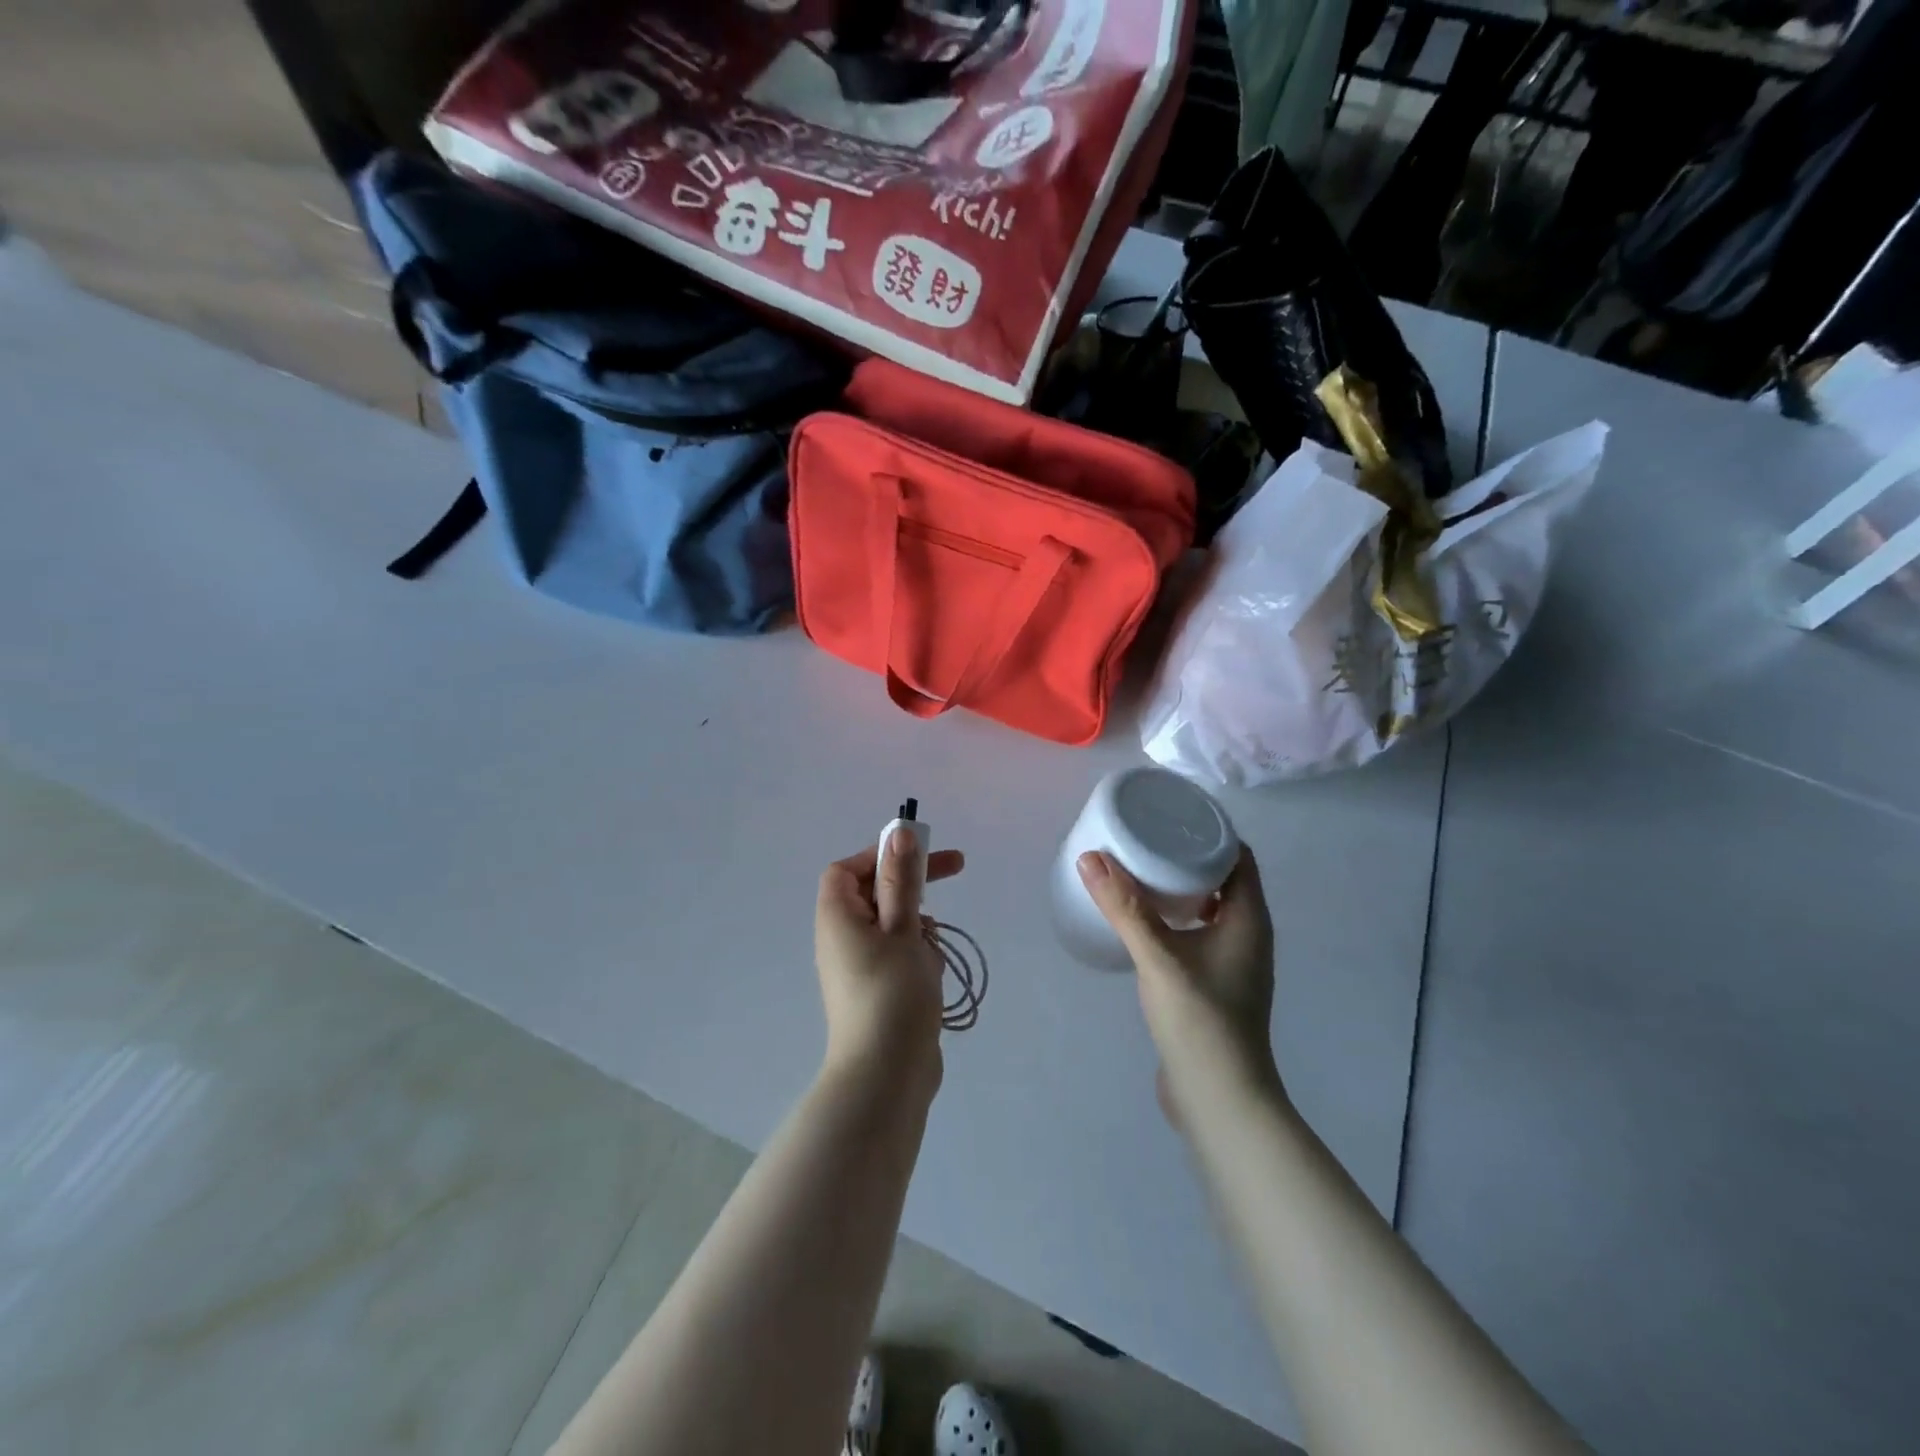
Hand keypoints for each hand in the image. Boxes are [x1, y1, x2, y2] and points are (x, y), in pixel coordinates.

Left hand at [815, 833, 965, 1096]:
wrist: (886, 1075)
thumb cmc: (892, 992)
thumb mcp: (902, 927)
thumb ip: (901, 879)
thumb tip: (898, 832)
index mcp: (837, 917)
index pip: (848, 868)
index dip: (880, 854)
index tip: (917, 856)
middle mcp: (841, 938)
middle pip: (874, 893)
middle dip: (913, 885)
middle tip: (957, 868)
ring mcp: (858, 967)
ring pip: (893, 924)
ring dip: (919, 927)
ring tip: (933, 952)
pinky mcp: (877, 990)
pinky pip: (898, 955)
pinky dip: (919, 956)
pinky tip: (933, 976)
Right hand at [1077, 846, 1279, 1124]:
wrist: (1220, 1099)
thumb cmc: (1200, 1021)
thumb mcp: (1158, 958)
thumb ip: (1125, 909)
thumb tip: (1091, 858)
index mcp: (1248, 918)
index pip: (1238, 856)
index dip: (1209, 832)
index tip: (1169, 815)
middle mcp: (1248, 934)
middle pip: (1221, 878)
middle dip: (1185, 856)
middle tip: (1144, 838)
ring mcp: (1233, 962)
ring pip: (1208, 908)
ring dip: (1179, 889)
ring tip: (1137, 872)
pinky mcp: (1215, 984)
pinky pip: (1197, 934)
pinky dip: (1174, 918)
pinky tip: (1142, 922)